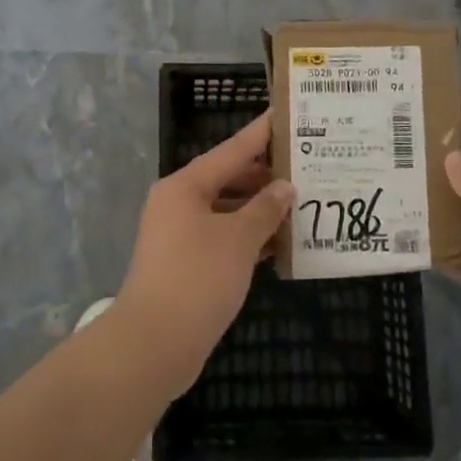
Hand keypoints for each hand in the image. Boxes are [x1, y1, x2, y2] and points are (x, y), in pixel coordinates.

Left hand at [113, 113, 292, 396]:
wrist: (154, 344)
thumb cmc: (198, 278)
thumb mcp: (239, 239)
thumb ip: (265, 209)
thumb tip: (284, 188)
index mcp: (185, 186)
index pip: (231, 150)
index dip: (260, 134)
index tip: (285, 115)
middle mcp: (178, 204)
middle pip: (228, 179)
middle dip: (265, 178)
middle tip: (306, 169)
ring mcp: (179, 235)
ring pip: (227, 211)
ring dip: (260, 211)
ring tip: (301, 206)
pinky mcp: (185, 264)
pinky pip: (223, 238)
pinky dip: (248, 238)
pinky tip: (280, 244)